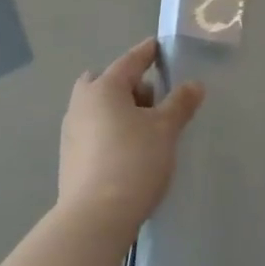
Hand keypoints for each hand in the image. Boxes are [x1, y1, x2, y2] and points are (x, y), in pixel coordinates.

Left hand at [59, 38, 203, 234]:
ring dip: (120, 110)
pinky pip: (93, 130)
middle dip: (130, 85)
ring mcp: (71, 131)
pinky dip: (110, 130)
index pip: (130, 61)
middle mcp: (82, 103)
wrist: (95, 218)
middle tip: (154, 101)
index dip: (148, 53)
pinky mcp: (69, 157)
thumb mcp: (165, 130)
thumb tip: (194, 84)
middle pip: (107, 82)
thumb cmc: (134, 162)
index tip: (159, 47)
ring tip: (146, 130)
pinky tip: (128, 151)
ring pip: (98, 107)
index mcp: (104, 88)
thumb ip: (180, 103)